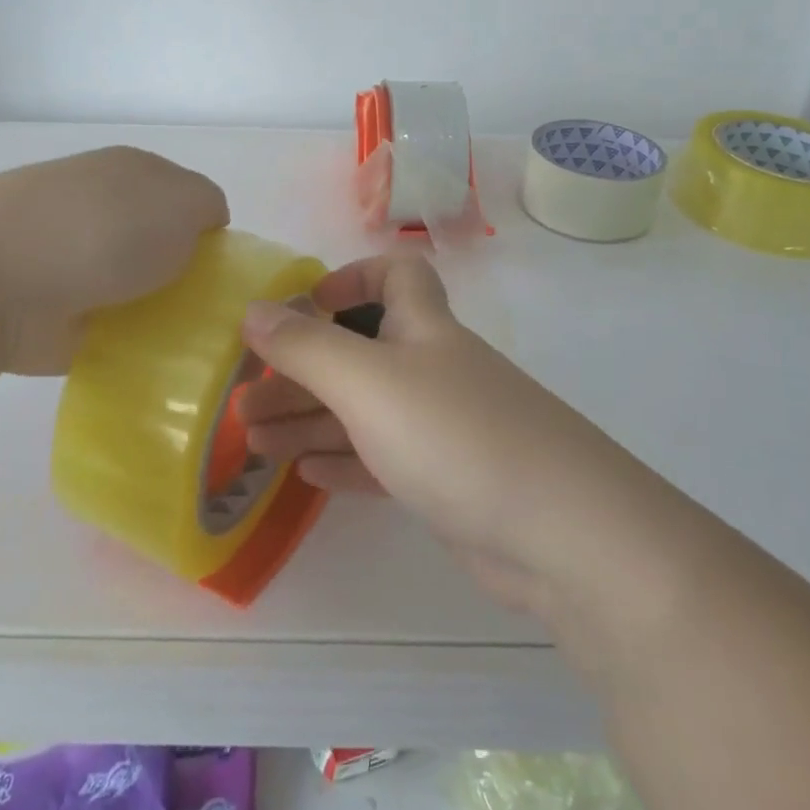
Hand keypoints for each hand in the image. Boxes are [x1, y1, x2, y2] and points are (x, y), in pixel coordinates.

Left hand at [0, 146, 228, 373]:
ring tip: (186, 342)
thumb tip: (203, 227)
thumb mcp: (181, 200)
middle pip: (162, 246)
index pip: (187, 200)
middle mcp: (101, 210)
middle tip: (210, 312)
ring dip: (159, 312)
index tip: (222, 271)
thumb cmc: (100, 229)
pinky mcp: (54, 312)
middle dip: (186, 277)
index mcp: (130, 173)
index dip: (210, 234)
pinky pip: (110, 329)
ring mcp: (72, 260)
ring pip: (138, 288)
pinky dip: (128, 344)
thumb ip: (207, 206)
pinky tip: (150, 361)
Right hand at [234, 254, 636, 616]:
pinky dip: (344, 460)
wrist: (564, 535)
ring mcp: (444, 428)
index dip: (351, 278)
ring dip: (310, 420)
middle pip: (359, 352)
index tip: (306, 308)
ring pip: (364, 411)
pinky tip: (306, 474)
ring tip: (254, 442)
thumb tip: (253, 309)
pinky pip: (383, 459)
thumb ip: (307, 346)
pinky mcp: (449, 481)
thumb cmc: (456, 435)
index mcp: (423, 328)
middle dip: (302, 370)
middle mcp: (433, 368)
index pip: (396, 274)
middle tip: (245, 402)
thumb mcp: (368, 382)